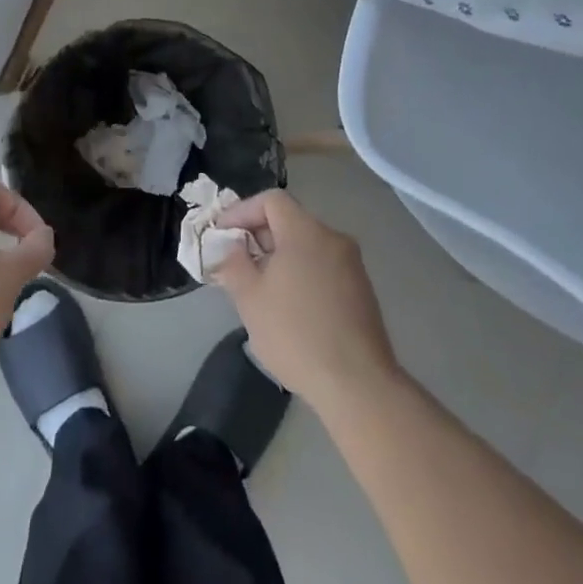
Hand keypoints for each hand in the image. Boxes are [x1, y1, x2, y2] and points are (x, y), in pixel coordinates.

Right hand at [210, 189, 396, 410]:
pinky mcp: (361, 290)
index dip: (241, 211)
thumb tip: (229, 247)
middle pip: (290, 220)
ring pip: (307, 245)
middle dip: (258, 236)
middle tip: (234, 262)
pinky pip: (322, 266)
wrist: (357, 382)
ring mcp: (352, 264)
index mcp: (306, 232)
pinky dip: (300, 272)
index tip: (221, 235)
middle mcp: (333, 238)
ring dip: (278, 257)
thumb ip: (233, 264)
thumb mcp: (249, 298)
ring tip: (257, 286)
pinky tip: (287, 304)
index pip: (271, 200)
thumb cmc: (295, 334)